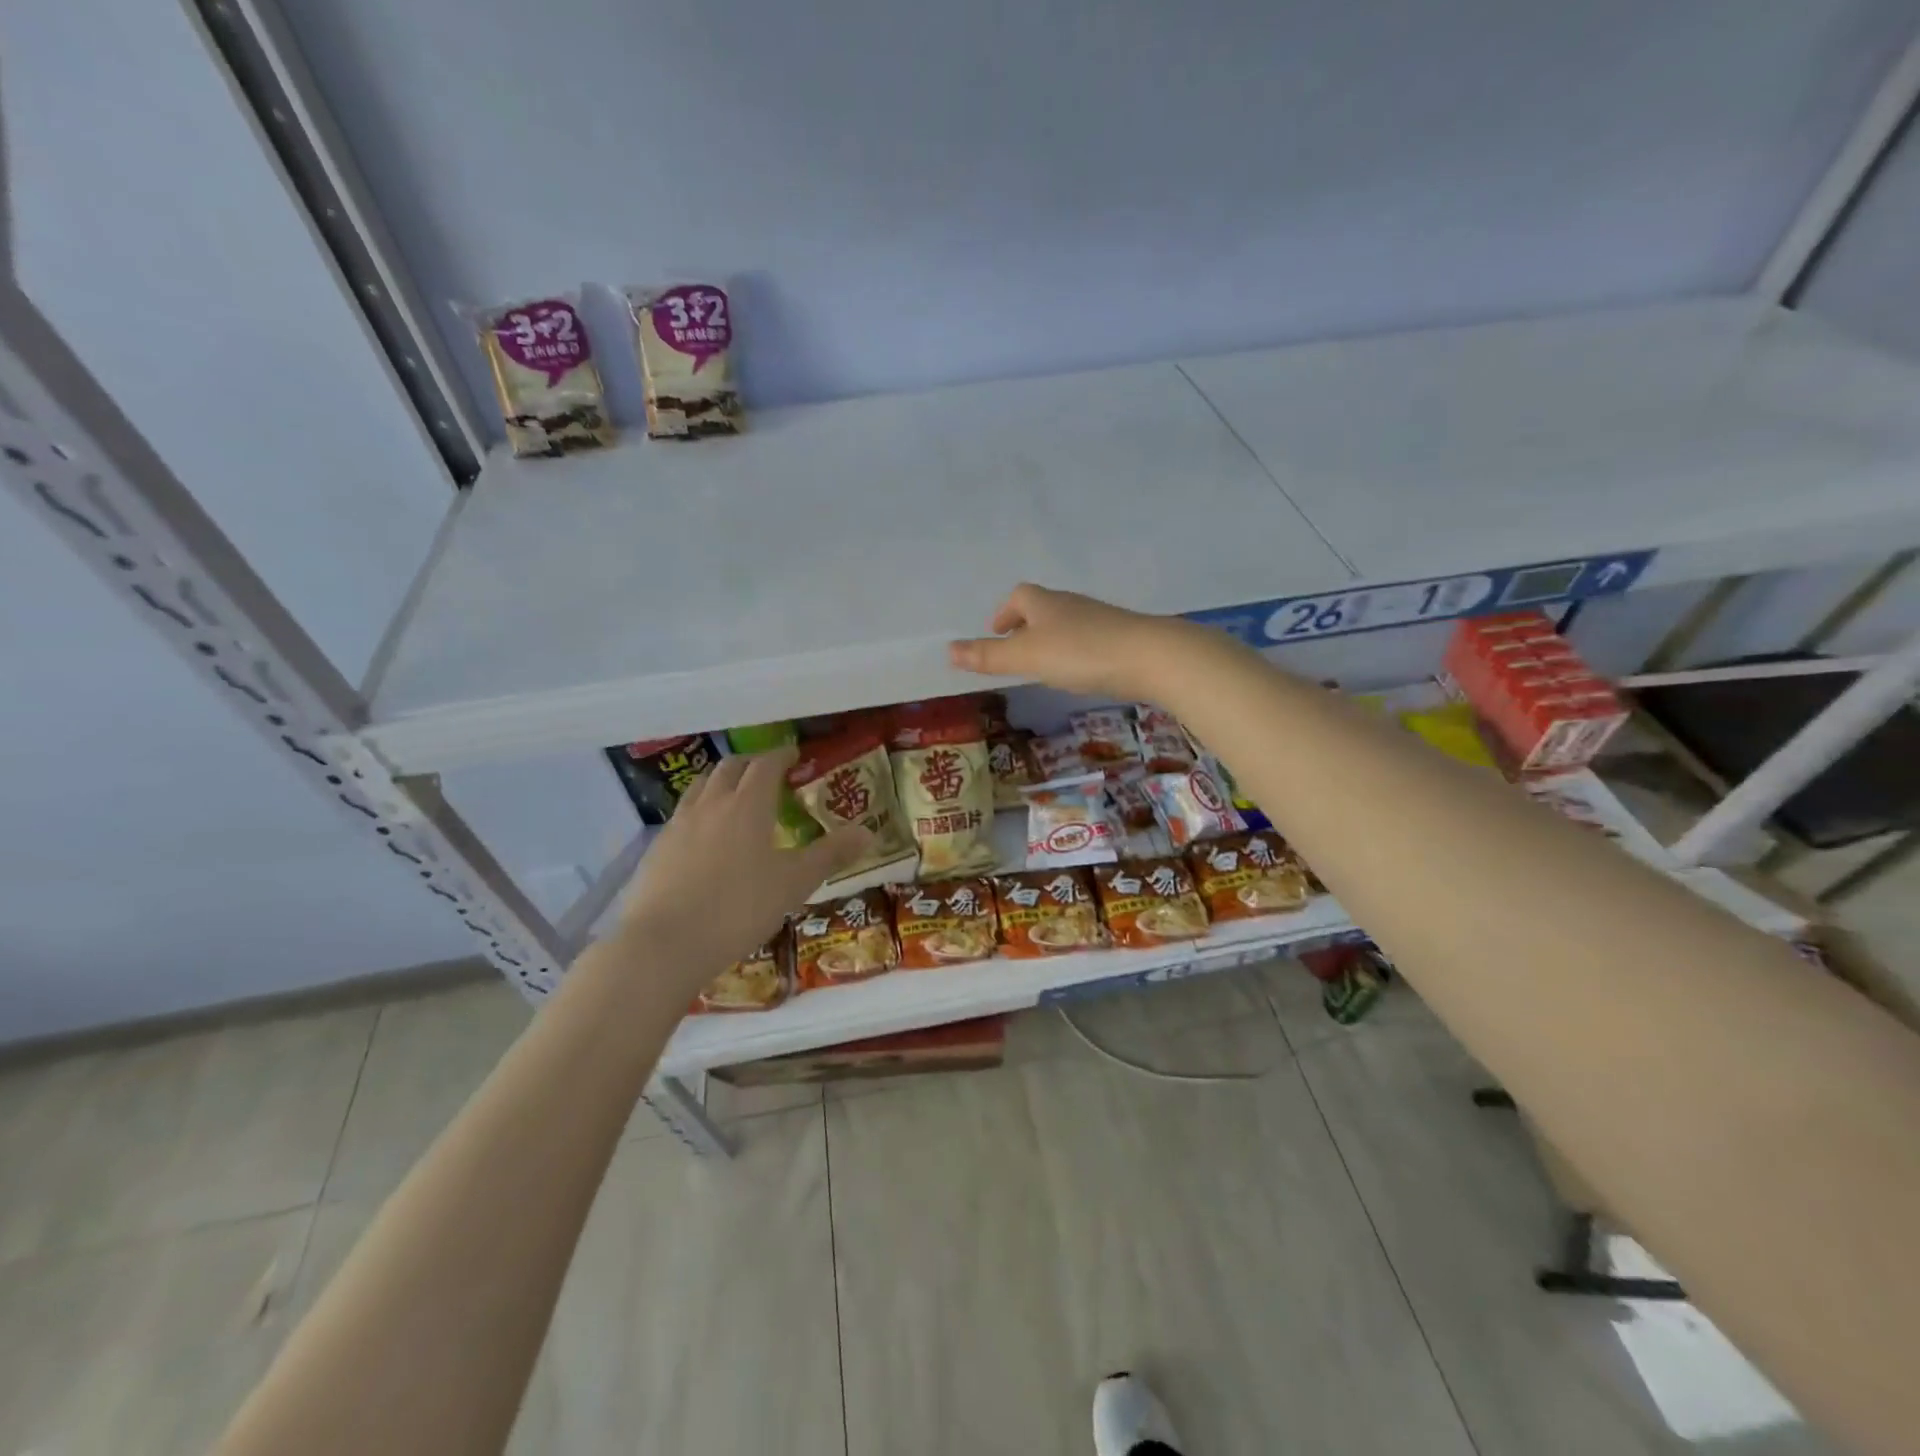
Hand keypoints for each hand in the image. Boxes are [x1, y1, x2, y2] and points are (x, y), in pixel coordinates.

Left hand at [615, 748, 869, 994]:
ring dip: (721, 782)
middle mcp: (711, 804)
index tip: (795, 757)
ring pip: (700, 786)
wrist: (664, 944)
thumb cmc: (739, 908)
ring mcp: (679, 824)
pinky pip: (682, 815)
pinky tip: (705, 837)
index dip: (782, 756)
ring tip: (735, 796)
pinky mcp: (657, 849)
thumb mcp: (795, 883)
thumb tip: (868, 832)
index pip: (766, 765)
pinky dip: (700, 810)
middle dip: (752, 764)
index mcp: (748, 804)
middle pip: (730, 768)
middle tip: (769, 773)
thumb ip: (831, 855)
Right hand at [948, 583, 1192, 699]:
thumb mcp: (1027, 657)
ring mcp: (1100, 620)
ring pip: (1067, 624)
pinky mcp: (1122, 637)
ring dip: (1051, 640)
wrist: (1150, 657)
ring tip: (1044, 665)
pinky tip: (1080, 673)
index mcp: (1045, 603)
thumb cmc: (1080, 653)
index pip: (1019, 596)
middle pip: (1043, 608)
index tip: (996, 633)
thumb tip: (948, 650)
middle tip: (1016, 651)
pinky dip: (1076, 652)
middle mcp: (1072, 605)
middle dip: (1026, 626)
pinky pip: (1089, 639)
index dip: (1004, 612)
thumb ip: (989, 656)